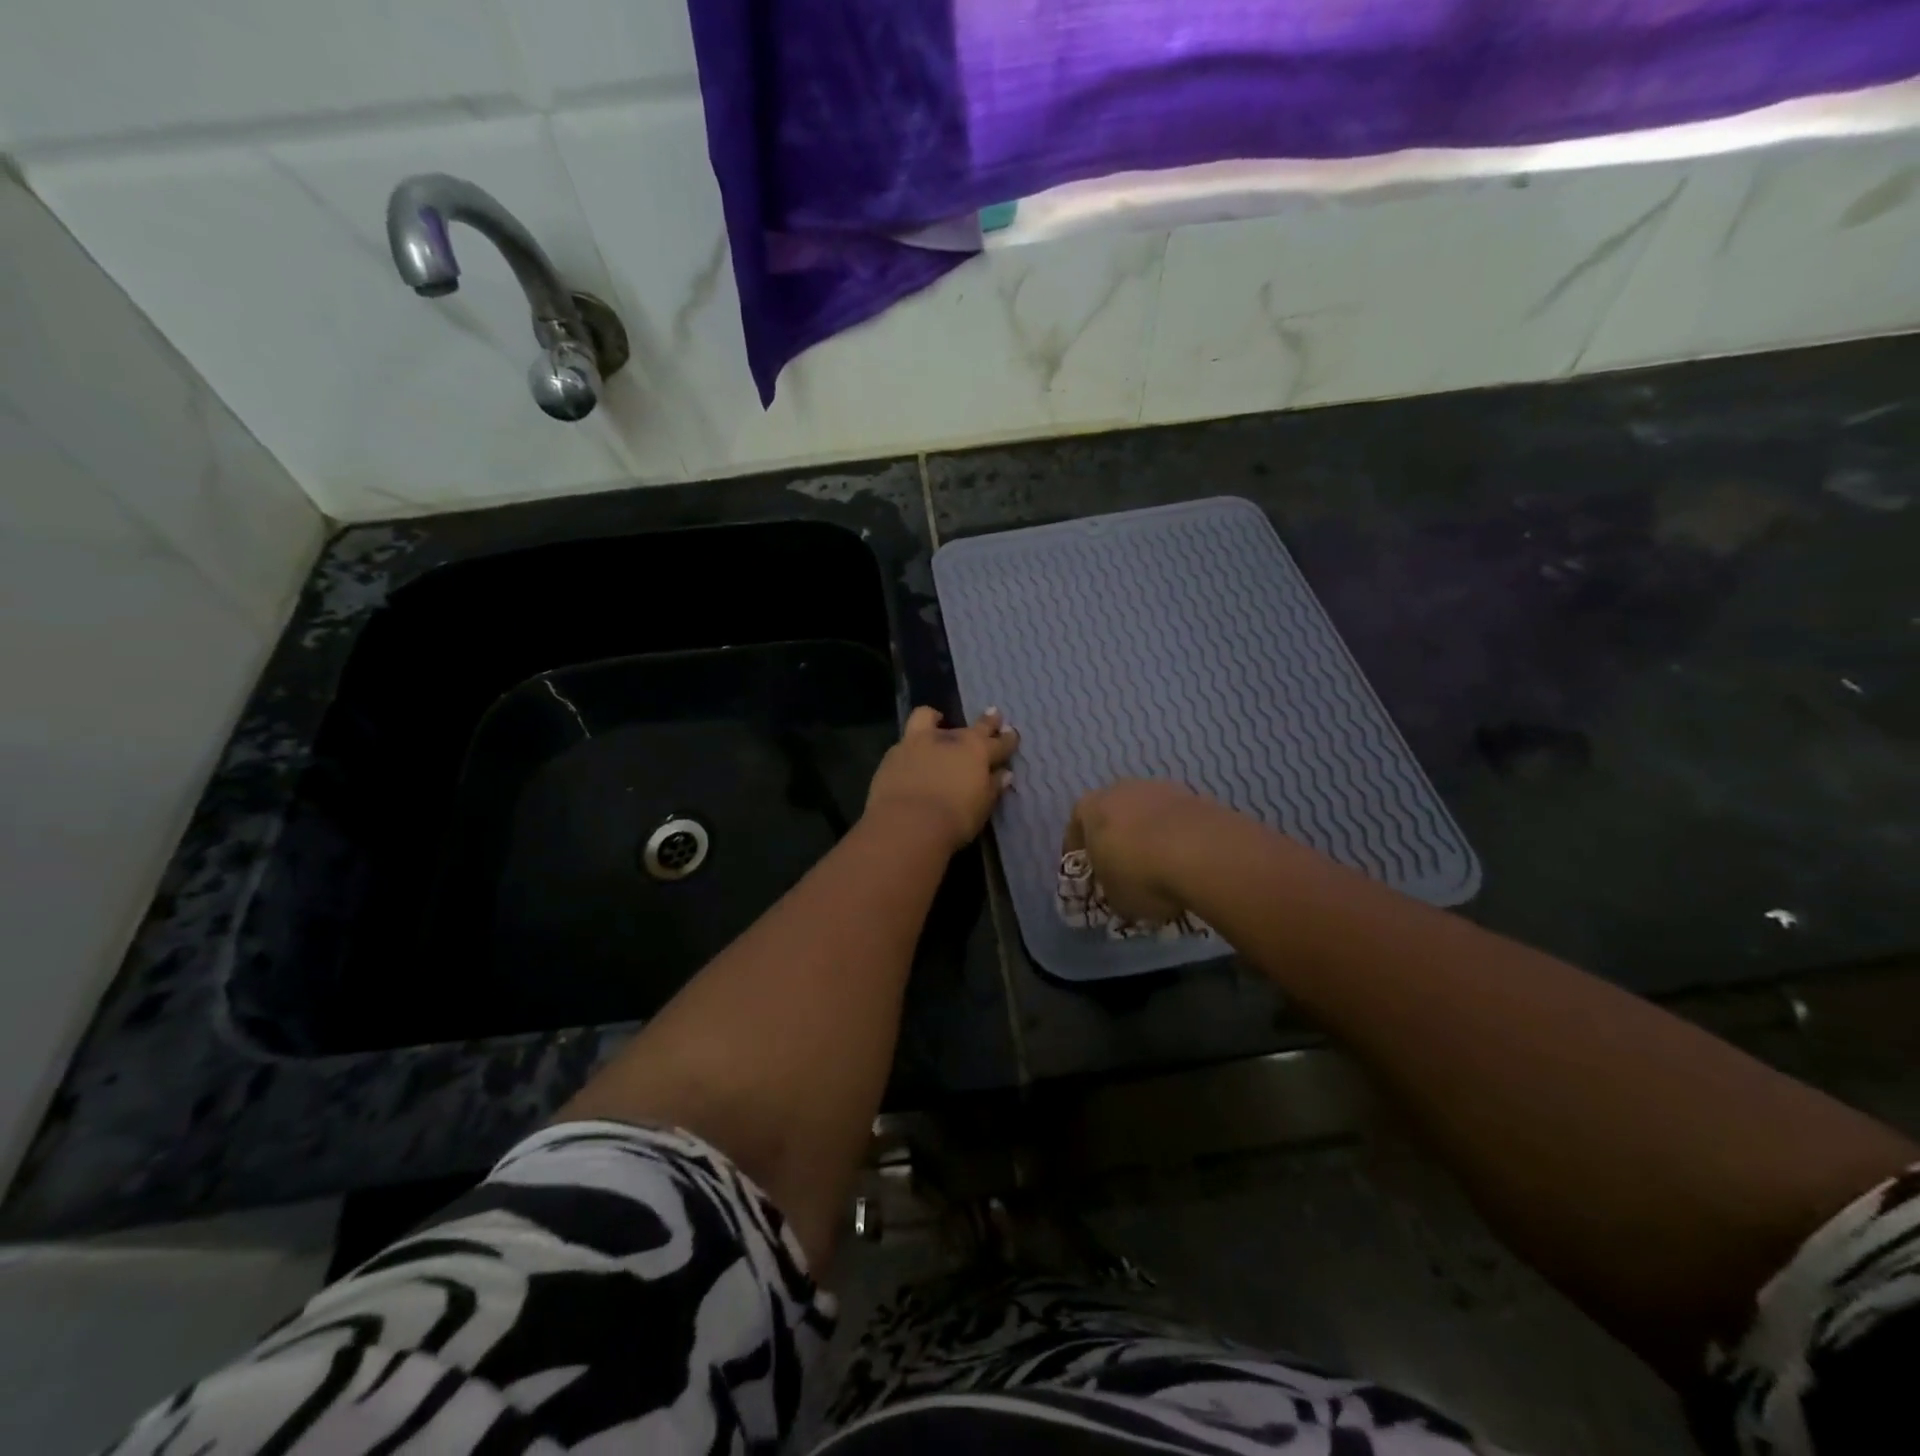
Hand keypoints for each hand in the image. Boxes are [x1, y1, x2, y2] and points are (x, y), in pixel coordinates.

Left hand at [865, 707, 1018, 852]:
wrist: (906, 824)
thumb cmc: (954, 819)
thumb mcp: (982, 807)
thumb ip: (992, 787)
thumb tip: (1004, 774)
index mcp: (976, 751)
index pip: (999, 742)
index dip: (1008, 739)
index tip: (1012, 734)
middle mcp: (949, 739)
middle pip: (972, 726)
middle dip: (986, 722)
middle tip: (993, 715)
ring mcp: (917, 743)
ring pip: (927, 717)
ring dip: (935, 719)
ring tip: (937, 720)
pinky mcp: (892, 754)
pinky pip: (906, 741)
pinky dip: (912, 745)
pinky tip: (911, 755)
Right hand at [1065, 779, 1226, 922]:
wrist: (1201, 852)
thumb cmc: (1140, 874)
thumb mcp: (1115, 897)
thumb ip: (1110, 889)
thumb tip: (1118, 890)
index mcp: (1089, 808)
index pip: (1075, 830)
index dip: (1080, 854)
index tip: (1088, 875)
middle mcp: (1120, 790)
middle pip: (1112, 814)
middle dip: (1116, 839)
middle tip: (1124, 867)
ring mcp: (1158, 788)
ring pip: (1146, 813)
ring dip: (1149, 834)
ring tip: (1160, 864)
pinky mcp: (1192, 795)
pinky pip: (1176, 819)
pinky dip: (1177, 835)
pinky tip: (1185, 859)